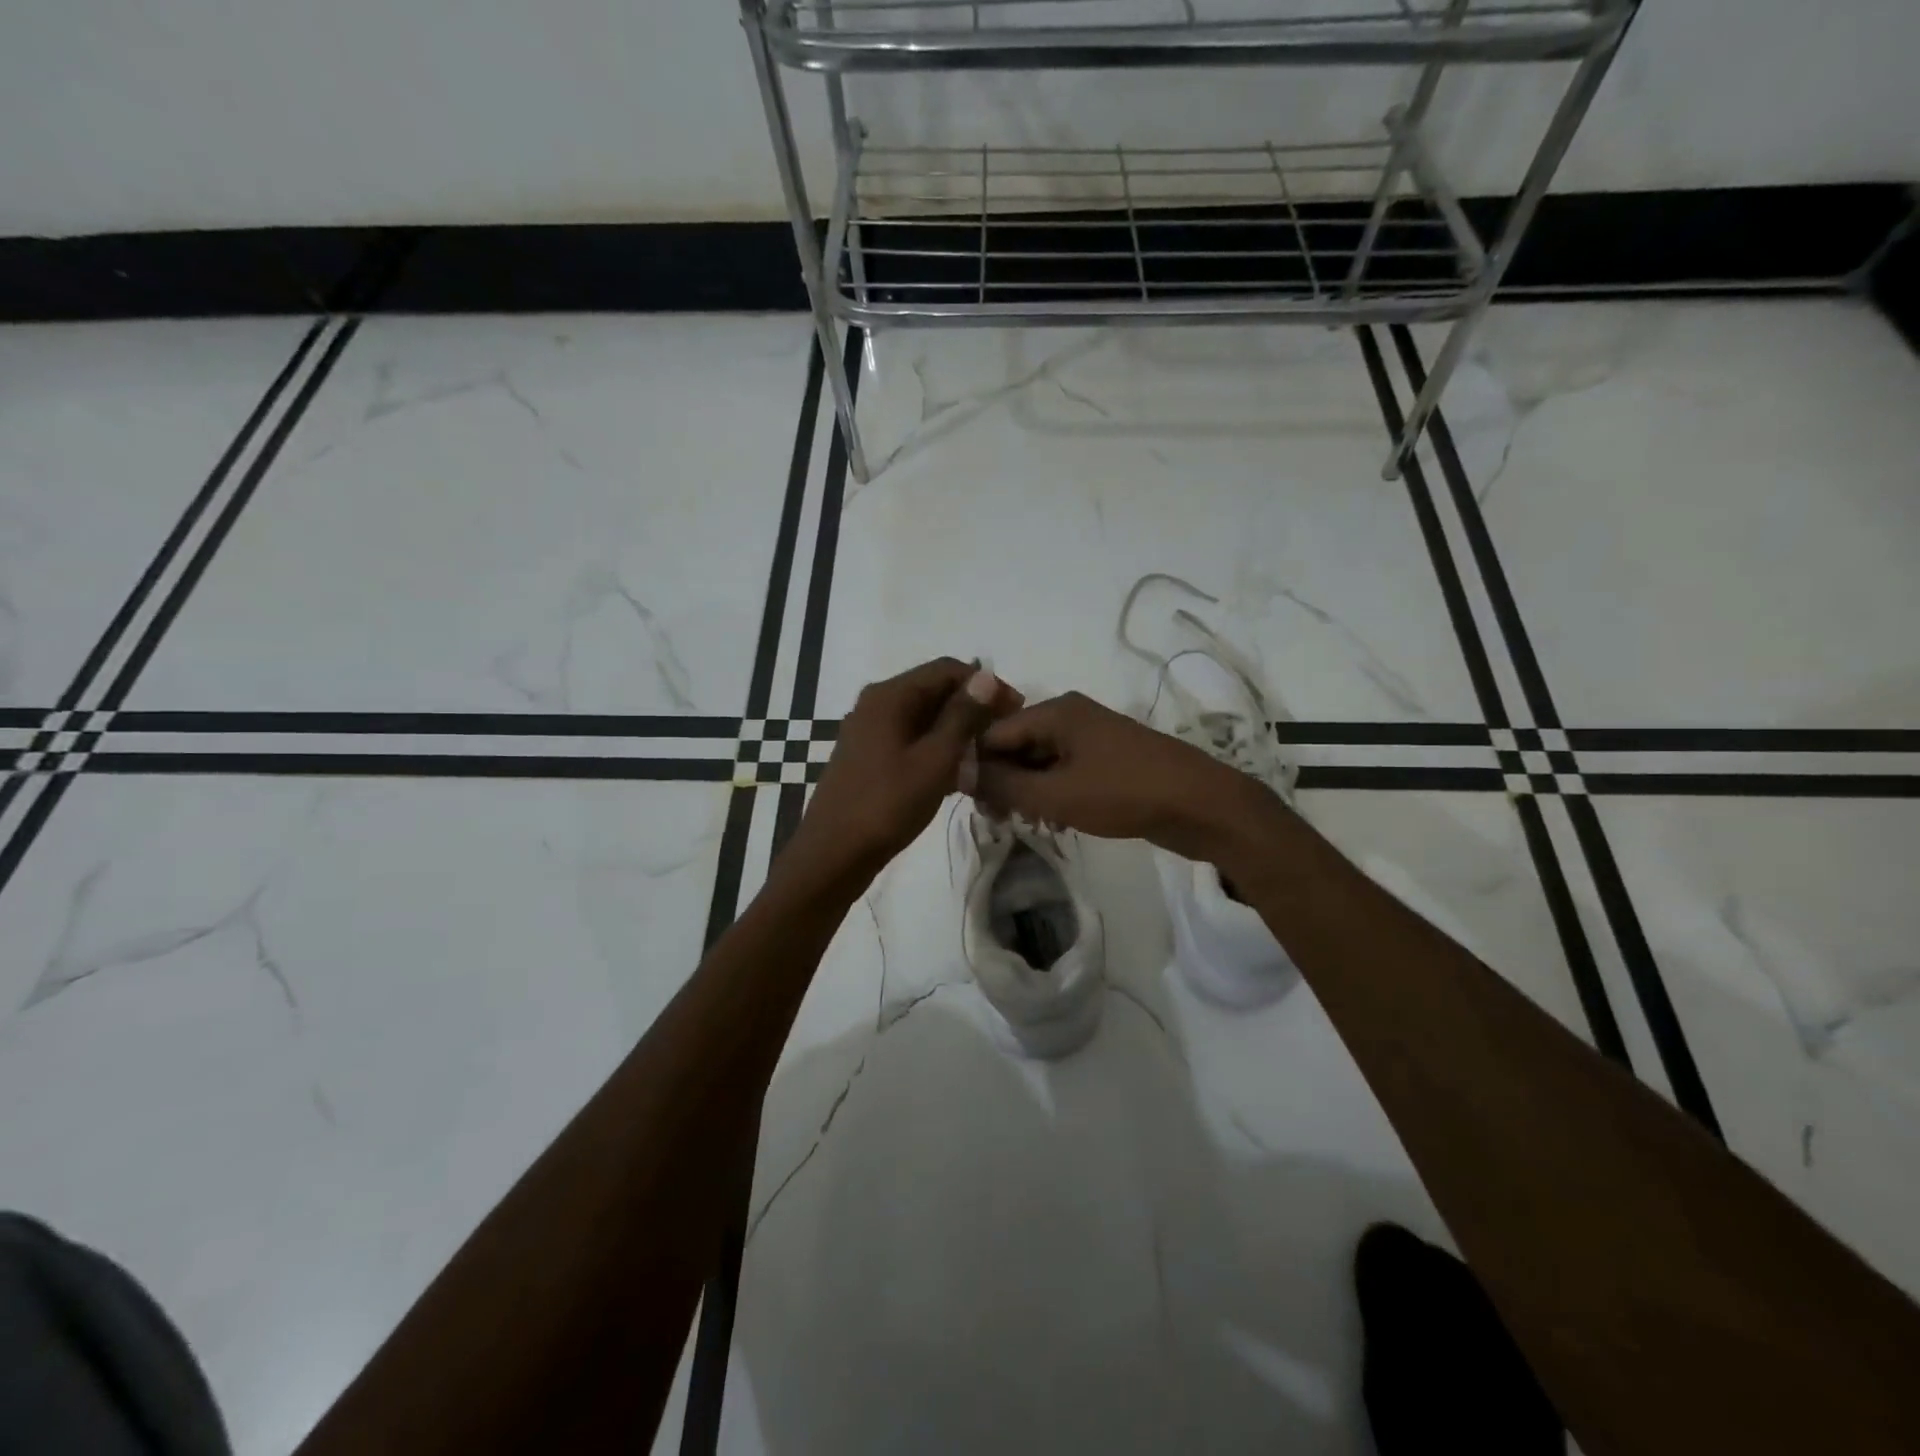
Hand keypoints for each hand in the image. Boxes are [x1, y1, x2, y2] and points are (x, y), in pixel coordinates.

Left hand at [788, 658, 1022, 885]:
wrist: (833, 855)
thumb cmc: (888, 804)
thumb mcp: (934, 759)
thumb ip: (961, 716)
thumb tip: (984, 677)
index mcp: (890, 696)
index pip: (946, 669)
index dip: (985, 685)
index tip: (1015, 711)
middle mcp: (876, 704)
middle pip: (933, 691)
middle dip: (972, 709)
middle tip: (1004, 737)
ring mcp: (869, 732)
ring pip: (923, 718)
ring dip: (956, 732)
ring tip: (987, 758)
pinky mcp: (869, 758)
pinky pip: (910, 741)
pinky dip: (936, 750)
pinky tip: (960, 776)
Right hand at [970, 691, 1269, 861]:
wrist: (1201, 805)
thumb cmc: (1124, 793)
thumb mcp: (1055, 793)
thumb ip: (1003, 783)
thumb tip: (958, 771)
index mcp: (1055, 711)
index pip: (993, 731)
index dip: (975, 765)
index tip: (971, 804)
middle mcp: (1070, 715)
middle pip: (1016, 744)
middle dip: (1002, 780)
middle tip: (997, 820)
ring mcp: (1091, 736)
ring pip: (1040, 760)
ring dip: (1027, 790)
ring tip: (1024, 824)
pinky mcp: (1107, 758)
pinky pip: (1064, 770)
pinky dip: (1052, 792)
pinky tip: (1052, 821)